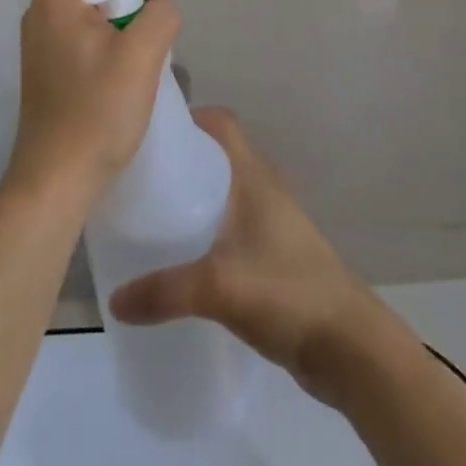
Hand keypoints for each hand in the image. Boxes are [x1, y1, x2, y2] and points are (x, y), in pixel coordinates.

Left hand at [4, 0, 179, 210]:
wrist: (55, 181)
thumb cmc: (97, 112)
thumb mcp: (142, 55)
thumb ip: (160, 13)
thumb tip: (159, 5)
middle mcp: (43, 8)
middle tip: (162, 4)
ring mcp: (42, 38)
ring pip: (90, 0)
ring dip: (124, 6)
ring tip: (154, 31)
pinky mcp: (49, 63)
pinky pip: (83, 27)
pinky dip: (110, 29)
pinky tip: (132, 56)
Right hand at [108, 109, 381, 403]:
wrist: (350, 348)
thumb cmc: (287, 293)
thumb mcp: (218, 287)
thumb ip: (164, 291)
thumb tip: (115, 301)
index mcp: (253, 175)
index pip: (221, 122)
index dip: (188, 117)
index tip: (149, 131)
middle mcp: (262, 188)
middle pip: (217, 155)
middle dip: (181, 160)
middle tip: (138, 176)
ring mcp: (270, 223)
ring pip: (223, 193)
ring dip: (193, 197)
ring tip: (151, 215)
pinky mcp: (272, 256)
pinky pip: (230, 228)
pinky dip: (206, 231)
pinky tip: (181, 259)